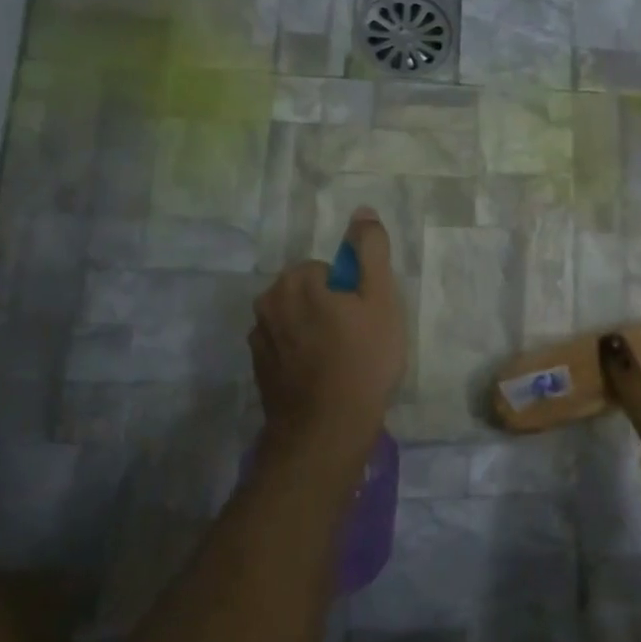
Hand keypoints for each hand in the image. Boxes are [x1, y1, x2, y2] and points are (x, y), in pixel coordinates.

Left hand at [249, 209, 406, 465]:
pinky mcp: (259, 368)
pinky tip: (321, 376)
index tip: (364, 320)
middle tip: (357, 339)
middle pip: (307, 292)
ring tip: (340, 361)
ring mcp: (259, 338)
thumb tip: (363, 212)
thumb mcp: (381, 300)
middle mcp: (268, 303)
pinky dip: (301, 354)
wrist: (327, 428)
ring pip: (295, 319)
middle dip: (329, 308)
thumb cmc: (362, 360)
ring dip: (314, 331)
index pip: (327, 270)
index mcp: (296, 282)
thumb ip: (371, 252)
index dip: (350, 293)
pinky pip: (285, 346)